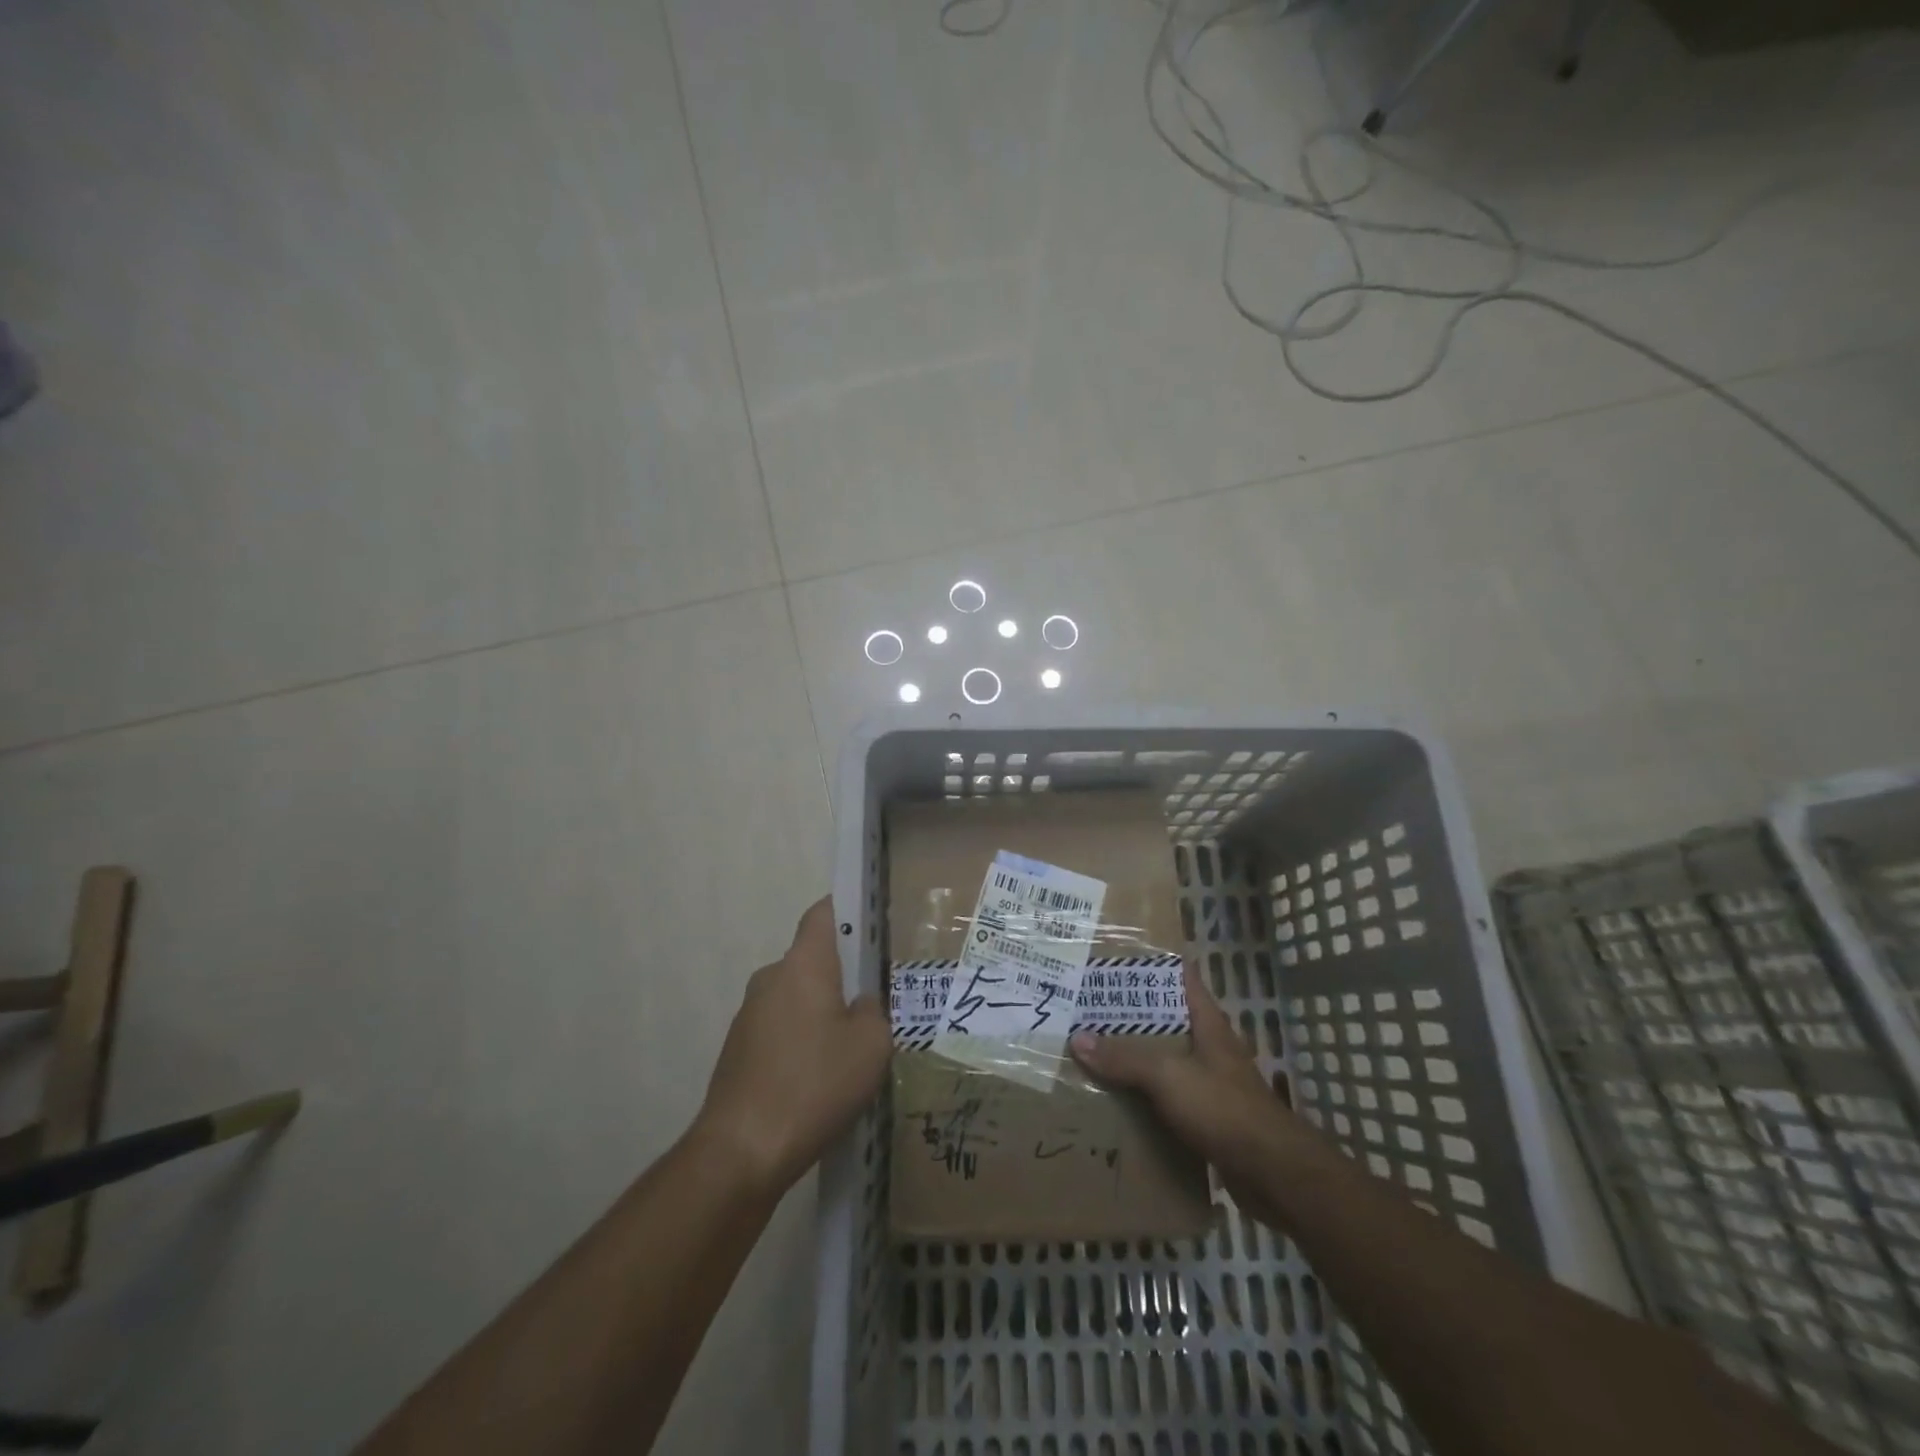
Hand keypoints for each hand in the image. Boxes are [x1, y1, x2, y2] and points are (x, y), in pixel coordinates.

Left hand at [695, 898, 890, 1196]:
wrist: (741, 1152)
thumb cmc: (815, 1085)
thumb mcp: (871, 1046)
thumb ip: (873, 1011)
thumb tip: (858, 1005)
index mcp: (804, 964)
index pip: (823, 914)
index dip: (848, 912)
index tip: (873, 928)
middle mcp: (771, 978)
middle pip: (812, 959)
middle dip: (842, 975)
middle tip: (875, 1003)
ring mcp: (749, 1014)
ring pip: (797, 997)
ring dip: (821, 1013)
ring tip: (850, 1052)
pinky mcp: (738, 1049)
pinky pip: (780, 1029)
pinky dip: (801, 1042)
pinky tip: (819, 1081)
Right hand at [1070, 963, 1307, 1225]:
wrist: (1273, 1174)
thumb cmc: (1223, 1108)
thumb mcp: (1168, 1076)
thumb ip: (1125, 1058)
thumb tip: (1078, 1039)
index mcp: (1207, 1022)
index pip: (1181, 977)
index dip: (1152, 964)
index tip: (1116, 959)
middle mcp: (1210, 1045)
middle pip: (1167, 1018)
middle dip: (1132, 1012)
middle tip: (1089, 1006)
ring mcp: (1211, 1081)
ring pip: (1166, 1058)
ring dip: (1136, 1055)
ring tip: (1094, 1049)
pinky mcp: (1208, 1116)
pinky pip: (1168, 1096)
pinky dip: (1145, 1094)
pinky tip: (1118, 1098)